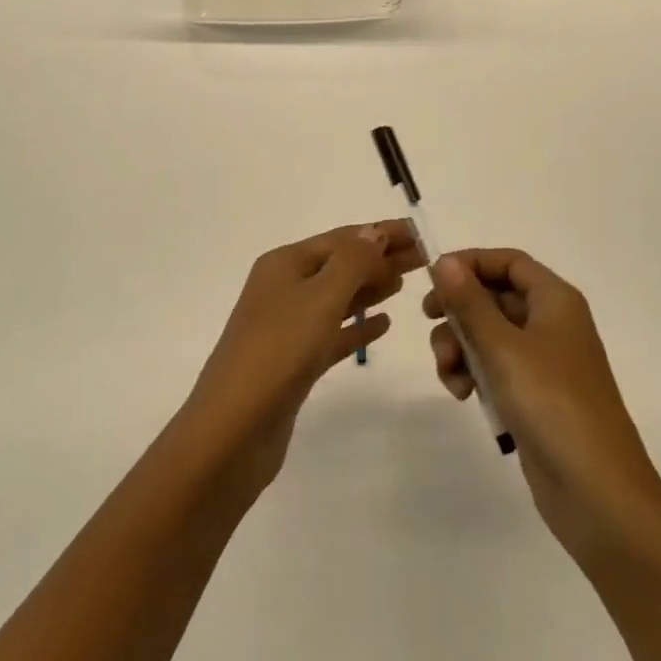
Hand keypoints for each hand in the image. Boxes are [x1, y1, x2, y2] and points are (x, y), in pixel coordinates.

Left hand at [182, 221, 422, 495]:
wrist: (234, 429)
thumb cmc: (279, 350)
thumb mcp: (320, 296)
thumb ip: (353, 261)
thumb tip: (375, 231)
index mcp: (285, 263)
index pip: (342, 238)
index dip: (381, 232)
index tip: (420, 233)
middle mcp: (284, 288)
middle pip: (342, 265)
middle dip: (381, 258)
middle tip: (426, 258)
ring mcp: (288, 326)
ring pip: (339, 298)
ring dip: (372, 288)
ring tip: (407, 282)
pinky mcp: (295, 363)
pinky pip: (334, 334)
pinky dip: (358, 327)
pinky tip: (384, 325)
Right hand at [424, 250, 660, 573]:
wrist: (598, 494)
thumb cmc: (552, 404)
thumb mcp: (503, 348)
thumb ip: (470, 303)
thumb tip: (444, 261)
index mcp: (555, 301)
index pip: (509, 261)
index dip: (471, 263)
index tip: (433, 279)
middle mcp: (552, 324)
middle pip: (495, 296)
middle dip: (459, 311)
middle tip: (430, 324)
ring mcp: (545, 363)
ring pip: (490, 335)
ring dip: (461, 346)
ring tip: (450, 375)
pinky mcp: (535, 398)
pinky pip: (496, 368)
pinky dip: (475, 374)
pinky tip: (463, 395)